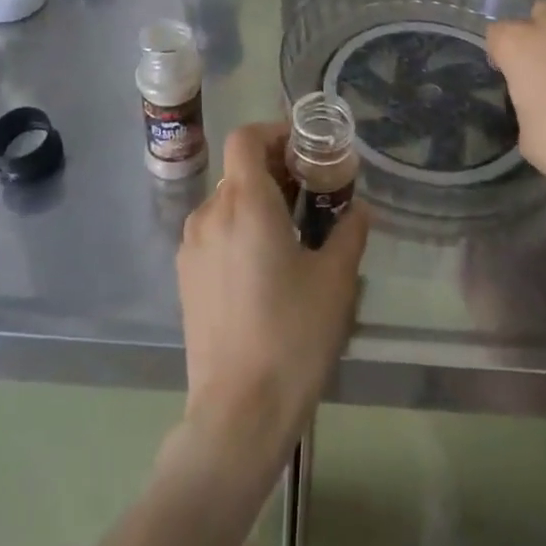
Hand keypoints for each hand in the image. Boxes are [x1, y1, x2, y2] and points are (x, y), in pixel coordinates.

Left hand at [175, 123, 367, 469]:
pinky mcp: (185, 277)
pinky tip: (265, 266)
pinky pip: (214, 232)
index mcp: (245, 202)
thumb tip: (360, 209)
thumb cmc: (292, 335)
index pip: (246, 138)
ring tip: (292, 231)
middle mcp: (211, 213)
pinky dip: (239, 229)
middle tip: (311, 192)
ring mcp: (192, 246)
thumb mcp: (335, 281)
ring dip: (257, 201)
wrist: (238, 412)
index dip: (274, 132)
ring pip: (226, 202)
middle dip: (275, 170)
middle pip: (239, 170)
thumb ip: (349, 233)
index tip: (305, 149)